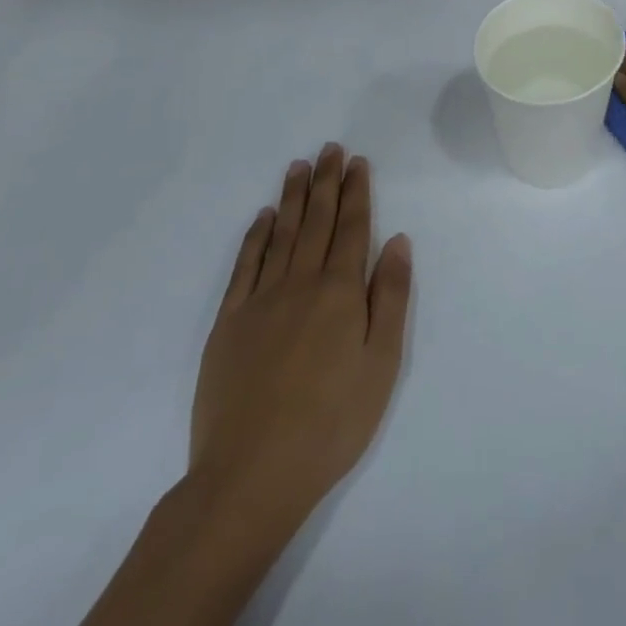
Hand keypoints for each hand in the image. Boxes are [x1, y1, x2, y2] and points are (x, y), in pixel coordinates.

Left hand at [189, 144, 412, 535]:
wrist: (250, 476)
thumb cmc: (331, 423)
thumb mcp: (381, 364)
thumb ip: (390, 297)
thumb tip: (397, 241)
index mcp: (340, 292)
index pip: (352, 228)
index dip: (356, 192)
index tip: (357, 162)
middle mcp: (300, 284)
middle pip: (316, 221)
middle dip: (326, 182)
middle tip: (329, 149)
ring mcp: (260, 301)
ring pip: (281, 234)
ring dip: (292, 198)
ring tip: (299, 166)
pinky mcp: (228, 323)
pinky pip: (244, 265)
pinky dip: (255, 236)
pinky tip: (262, 217)